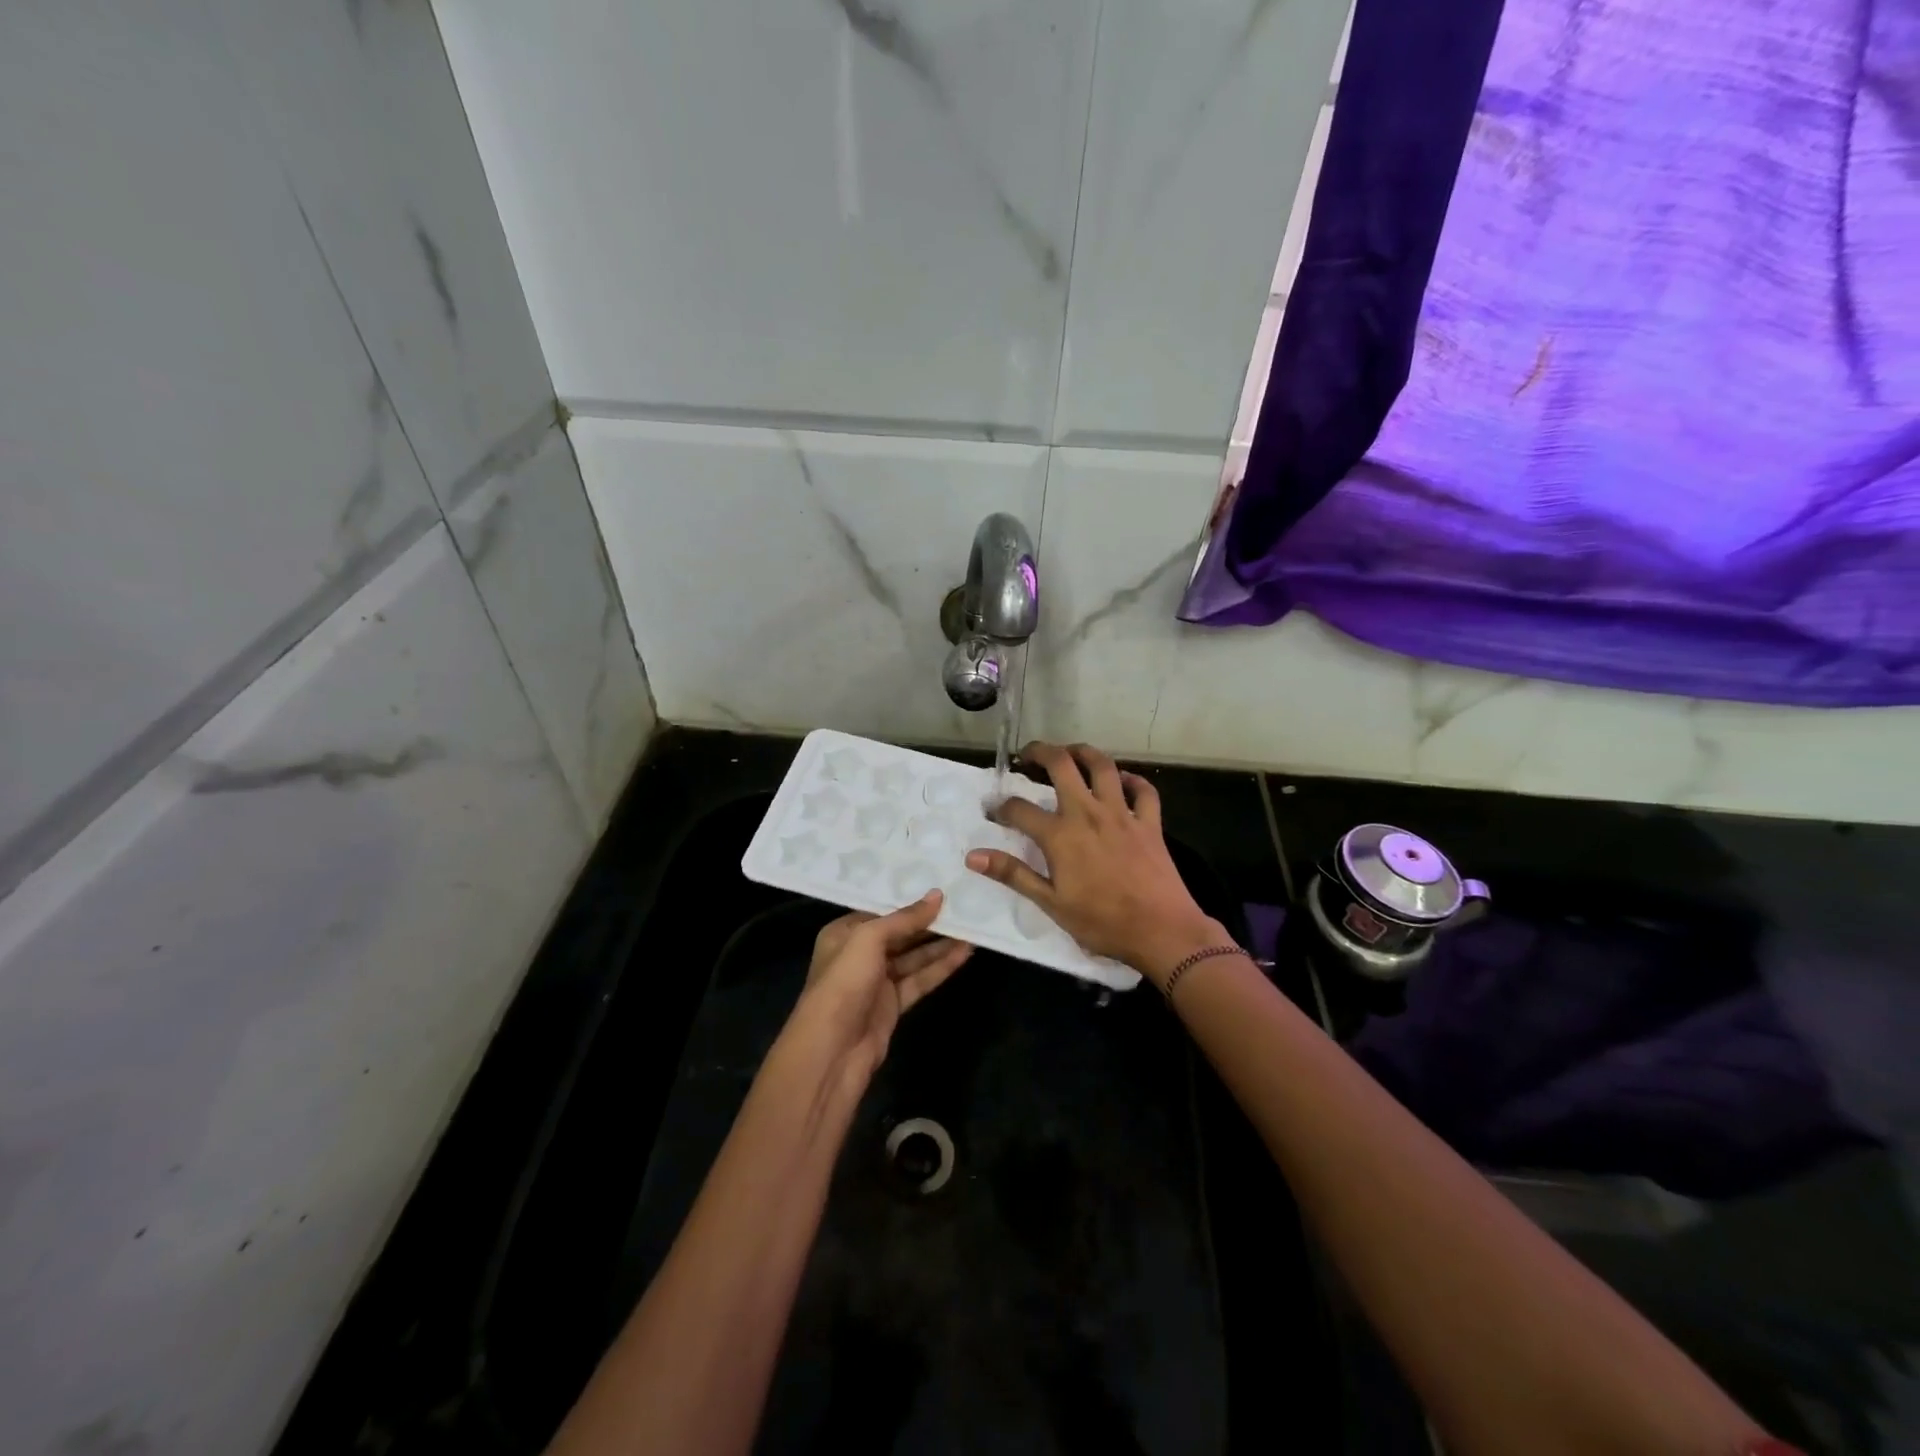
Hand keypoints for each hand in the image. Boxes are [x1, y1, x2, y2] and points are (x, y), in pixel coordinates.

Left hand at [785, 891, 972, 1081]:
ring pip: (913, 957)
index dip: (910, 900)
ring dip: (940, 944)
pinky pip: (919, 980)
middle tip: (963, 905)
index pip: (881, 910)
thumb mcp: (869, 939)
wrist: (831, 1051)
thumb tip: (937, 895)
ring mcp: (877, 981)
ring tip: (972, 926)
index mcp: (844, 933)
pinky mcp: (892, 1005)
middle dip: (929, 922)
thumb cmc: (843, 983)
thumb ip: (904, 919)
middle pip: (900, 934)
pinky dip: (940, 968)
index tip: (941, 886)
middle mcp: (859, 954)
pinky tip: (964, 954)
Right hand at [965, 741, 1226, 986]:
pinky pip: (1143, 790)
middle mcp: (1088, 813)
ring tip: (1070, 753)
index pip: (1020, 809)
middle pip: (1061, 765)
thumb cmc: (1102, 922)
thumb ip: (1013, 874)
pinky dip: (1132, 780)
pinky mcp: (1149, 822)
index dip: (1002, 807)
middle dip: (1040, 752)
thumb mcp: (1051, 903)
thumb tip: (973, 855)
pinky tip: (1122, 781)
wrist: (1161, 931)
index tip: (995, 811)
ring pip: (1103, 766)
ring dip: (1083, 752)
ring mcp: (1122, 814)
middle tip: (1027, 756)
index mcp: (1060, 835)